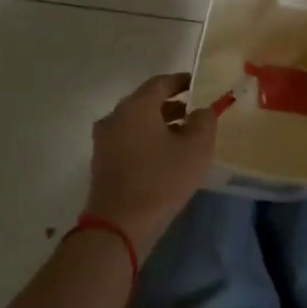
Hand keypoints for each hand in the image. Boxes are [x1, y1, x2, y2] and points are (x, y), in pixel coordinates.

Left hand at [86, 73, 217, 255]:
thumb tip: (201, 111)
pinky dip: (146, 140)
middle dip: (171, 105)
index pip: (161, 83)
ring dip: (159, 124)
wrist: (118, 226)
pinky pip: (127, 140)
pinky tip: (163, 157)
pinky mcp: (101, 162)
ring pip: (136, 122)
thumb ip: (204, 121)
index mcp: (136, 106)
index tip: (198, 85)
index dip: (181, 82)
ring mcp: (104, 140)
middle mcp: (115, 116)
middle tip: (194, 114)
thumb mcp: (196, 148)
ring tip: (183, 138)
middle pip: (146, 102)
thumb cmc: (162, 180)